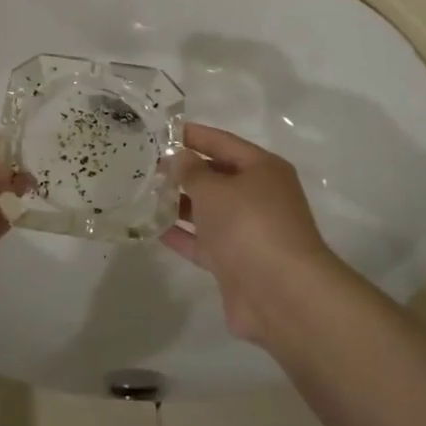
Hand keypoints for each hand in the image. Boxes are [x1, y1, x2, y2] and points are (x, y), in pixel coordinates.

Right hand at [161, 123, 338, 342]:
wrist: (281, 294)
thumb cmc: (249, 226)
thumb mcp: (214, 189)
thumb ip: (191, 171)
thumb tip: (178, 156)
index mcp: (263, 169)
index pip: (223, 142)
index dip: (193, 135)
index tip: (160, 130)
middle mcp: (259, 197)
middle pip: (217, 176)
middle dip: (184, 171)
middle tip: (146, 164)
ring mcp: (248, 232)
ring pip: (210, 211)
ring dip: (181, 203)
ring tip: (144, 193)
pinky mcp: (236, 263)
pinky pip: (204, 242)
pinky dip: (183, 235)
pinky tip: (154, 229)